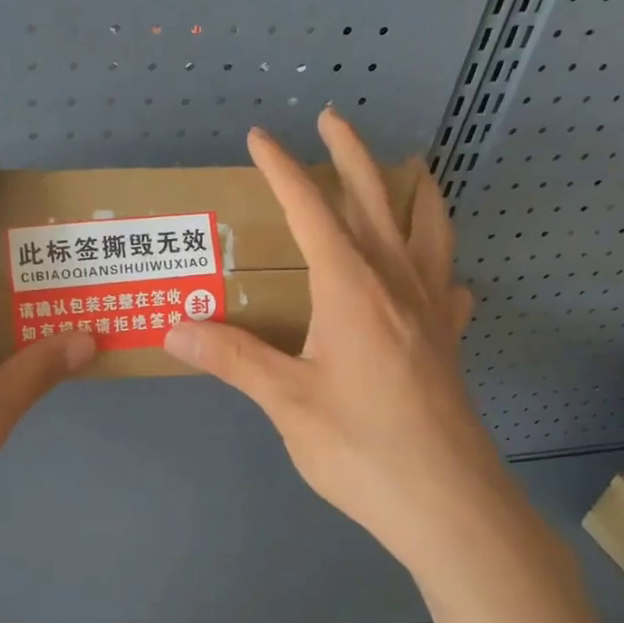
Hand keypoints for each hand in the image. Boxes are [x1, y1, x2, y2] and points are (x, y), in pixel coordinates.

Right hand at [164, 110, 507, 587]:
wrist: (448, 504)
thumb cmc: (361, 448)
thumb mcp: (286, 402)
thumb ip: (233, 359)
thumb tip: (174, 327)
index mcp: (351, 288)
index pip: (311, 210)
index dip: (283, 169)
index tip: (261, 138)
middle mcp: (395, 283)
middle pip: (375, 200)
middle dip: (351, 154)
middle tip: (334, 118)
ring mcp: (431, 311)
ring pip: (429, 230)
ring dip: (415, 192)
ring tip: (414, 168)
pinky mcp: (448, 342)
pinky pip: (448, 282)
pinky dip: (441, 261)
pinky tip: (437, 271)